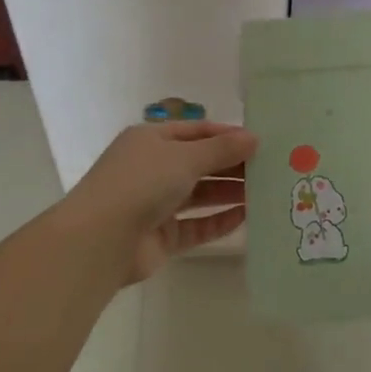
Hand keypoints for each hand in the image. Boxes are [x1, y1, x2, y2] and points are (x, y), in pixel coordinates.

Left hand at [62, 121, 256, 284]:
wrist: (100, 240)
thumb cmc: (142, 183)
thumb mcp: (185, 157)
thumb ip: (221, 149)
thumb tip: (254, 138)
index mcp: (151, 140)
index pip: (195, 131)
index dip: (227, 135)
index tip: (260, 141)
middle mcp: (152, 168)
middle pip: (199, 163)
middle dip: (232, 164)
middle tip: (270, 168)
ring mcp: (156, 204)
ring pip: (200, 194)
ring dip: (229, 192)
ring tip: (265, 191)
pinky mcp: (161, 236)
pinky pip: (196, 225)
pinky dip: (219, 221)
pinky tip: (246, 217)